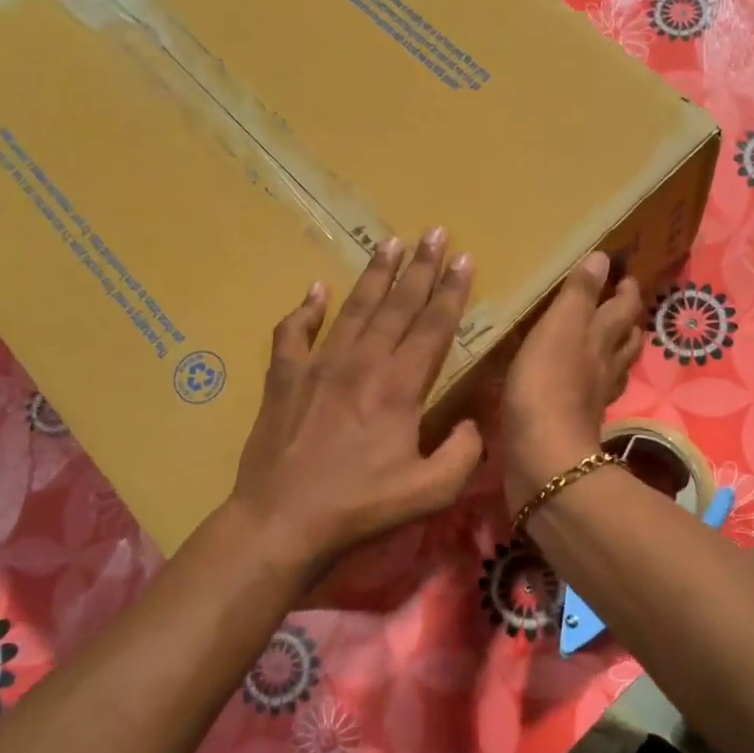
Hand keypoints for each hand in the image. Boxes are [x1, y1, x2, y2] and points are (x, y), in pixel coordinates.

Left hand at [228, 229, 483, 574]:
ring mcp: (318, 366)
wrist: (282, 520)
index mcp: (399, 387)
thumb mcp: (430, 492)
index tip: (464, 258)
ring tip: (390, 242)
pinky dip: (304, 309)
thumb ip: (463, 453)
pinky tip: (315, 289)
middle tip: (435, 232)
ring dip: (374, 274)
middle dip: (420, 267)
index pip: (432, 327)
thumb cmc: (360, 507)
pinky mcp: (283, 379)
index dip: (452, 291)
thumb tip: (472, 423)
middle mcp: (361, 363)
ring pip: (353, 309)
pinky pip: (293, 333)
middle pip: (397, 305)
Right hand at [500, 250, 643, 515]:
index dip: (627, 290)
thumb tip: (603, 257)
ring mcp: (593, 398)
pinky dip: (592, 383)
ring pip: (614, 368)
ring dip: (615, 351)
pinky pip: (592, 395)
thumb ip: (579, 294)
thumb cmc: (547, 384)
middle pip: (626, 339)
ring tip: (606, 340)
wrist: (543, 456)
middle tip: (621, 305)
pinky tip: (581, 383)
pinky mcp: (577, 423)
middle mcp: (605, 366)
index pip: (624, 307)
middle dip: (627, 320)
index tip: (627, 276)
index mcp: (601, 338)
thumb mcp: (560, 327)